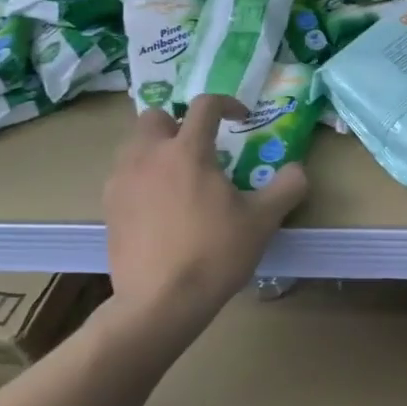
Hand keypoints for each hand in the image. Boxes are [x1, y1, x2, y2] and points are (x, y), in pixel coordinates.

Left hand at [101, 96, 307, 323]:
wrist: (160, 302)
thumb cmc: (215, 254)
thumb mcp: (263, 221)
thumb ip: (286, 188)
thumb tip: (297, 170)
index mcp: (188, 151)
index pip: (205, 105)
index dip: (227, 103)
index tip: (241, 118)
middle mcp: (148, 156)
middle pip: (155, 117)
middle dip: (178, 123)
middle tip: (200, 148)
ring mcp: (122, 181)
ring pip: (134, 145)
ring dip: (156, 149)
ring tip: (179, 177)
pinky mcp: (108, 208)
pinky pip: (123, 176)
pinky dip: (141, 178)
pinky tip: (159, 206)